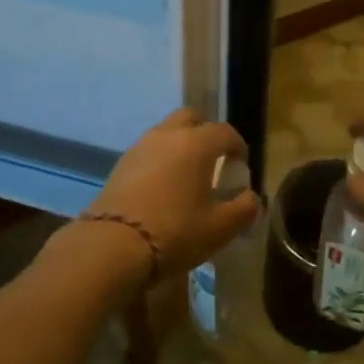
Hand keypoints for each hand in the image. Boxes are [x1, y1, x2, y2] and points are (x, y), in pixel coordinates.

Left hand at [79, 109, 261, 279]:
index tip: (241, 166)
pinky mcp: (120, 164)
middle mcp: (168, 135)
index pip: (225, 132)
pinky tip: (162, 187)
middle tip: (213, 159)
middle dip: (206, 131)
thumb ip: (244, 209)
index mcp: (196, 143)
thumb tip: (252, 198)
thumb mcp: (220, 228)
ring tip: (186, 175)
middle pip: (191, 117)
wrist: (111, 246)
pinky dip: (160, 159)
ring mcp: (140, 146)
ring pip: (166, 131)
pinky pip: (148, 150)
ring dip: (180, 144)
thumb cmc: (175, 232)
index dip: (238, 146)